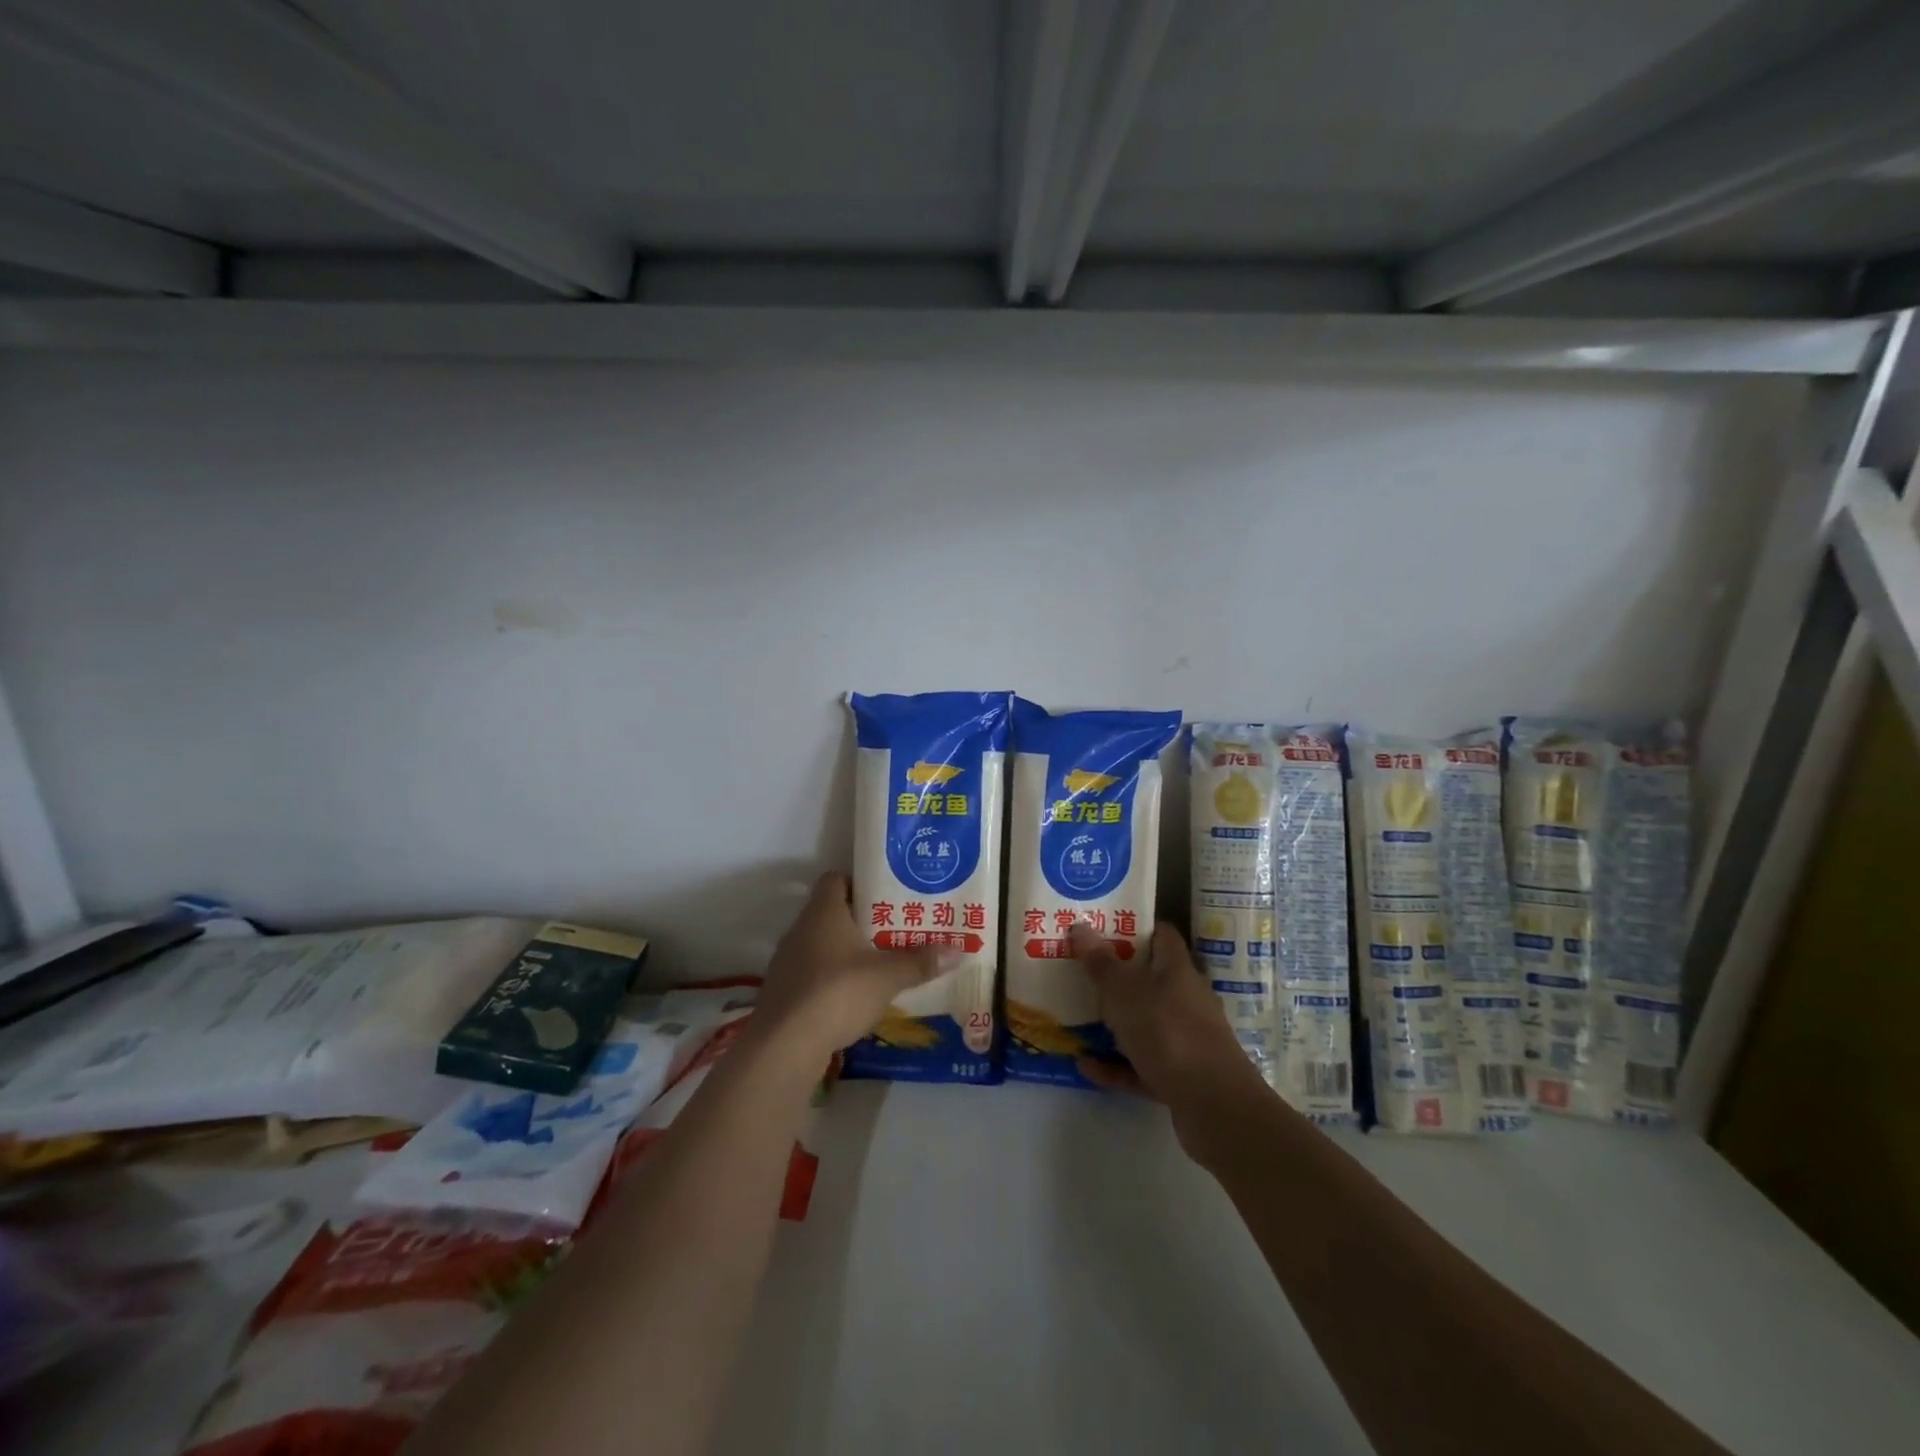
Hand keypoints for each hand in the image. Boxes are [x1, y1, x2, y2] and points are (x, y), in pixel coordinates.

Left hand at [754, 872, 958, 1059]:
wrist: (785, 1045)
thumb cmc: (838, 992)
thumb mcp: (888, 976)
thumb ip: (920, 961)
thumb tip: (959, 950)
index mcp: (823, 912)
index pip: (835, 879)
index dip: (859, 882)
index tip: (886, 896)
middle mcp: (800, 929)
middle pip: (830, 913)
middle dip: (860, 921)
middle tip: (893, 931)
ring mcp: (786, 961)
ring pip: (820, 945)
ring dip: (844, 953)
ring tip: (877, 965)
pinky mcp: (782, 992)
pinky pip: (811, 974)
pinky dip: (830, 980)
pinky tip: (852, 997)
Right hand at [1070, 921, 1264, 1115]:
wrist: (1214, 1106)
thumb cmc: (1168, 1032)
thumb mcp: (1124, 992)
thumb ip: (1101, 962)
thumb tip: (1080, 925)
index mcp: (1177, 970)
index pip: (1161, 935)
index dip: (1135, 927)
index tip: (1103, 925)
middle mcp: (1186, 999)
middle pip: (1150, 979)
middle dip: (1117, 975)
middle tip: (1080, 969)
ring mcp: (1186, 1039)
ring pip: (1145, 1022)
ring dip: (1114, 1022)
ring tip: (1077, 1017)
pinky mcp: (1181, 1076)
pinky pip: (1141, 1064)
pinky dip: (1116, 1065)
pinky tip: (1086, 1065)